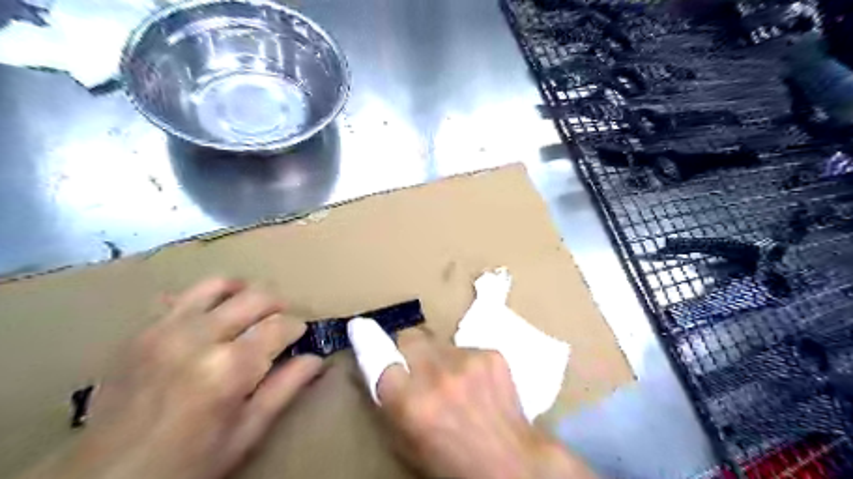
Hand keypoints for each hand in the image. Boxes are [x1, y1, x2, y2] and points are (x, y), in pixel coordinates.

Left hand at [23, 277, 325, 478]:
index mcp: (230, 368)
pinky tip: (211, 317)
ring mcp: (165, 330)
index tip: (299, 338)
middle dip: (278, 306)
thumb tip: (316, 359)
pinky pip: (181, 297)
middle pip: (256, 297)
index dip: (297, 328)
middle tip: (280, 322)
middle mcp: (199, 338)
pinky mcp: (141, 332)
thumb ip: (285, 389)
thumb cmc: (188, 463)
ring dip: (243, 292)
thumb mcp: (246, 433)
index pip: (281, 325)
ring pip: (219, 285)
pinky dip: (206, 299)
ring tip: (250, 309)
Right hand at [346, 321, 593, 478]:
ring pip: (440, 342)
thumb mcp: (408, 442)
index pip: (379, 356)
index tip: (362, 328)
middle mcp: (437, 375)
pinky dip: (466, 362)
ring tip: (454, 380)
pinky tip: (477, 383)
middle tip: (417, 363)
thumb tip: (380, 371)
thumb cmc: (452, 462)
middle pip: (410, 336)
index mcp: (410, 402)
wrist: (511, 462)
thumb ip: (390, 404)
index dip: (371, 344)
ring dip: (440, 357)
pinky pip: (467, 348)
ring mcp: (467, 361)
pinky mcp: (491, 354)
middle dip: (409, 347)